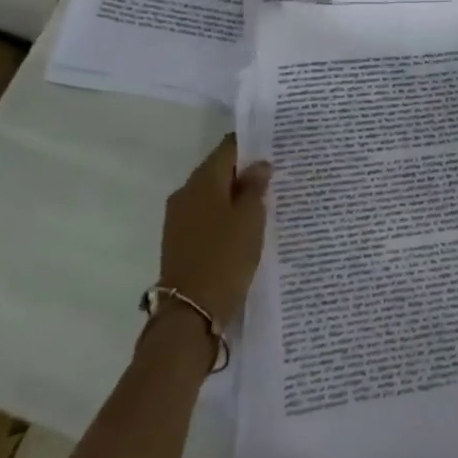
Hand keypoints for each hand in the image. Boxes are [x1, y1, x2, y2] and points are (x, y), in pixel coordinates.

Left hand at [159, 134, 270, 326]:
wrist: (189, 313)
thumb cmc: (225, 257)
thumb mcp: (251, 218)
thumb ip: (255, 187)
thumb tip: (259, 164)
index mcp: (202, 180)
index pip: (229, 148)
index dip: (252, 144)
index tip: (275, 147)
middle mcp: (186, 193)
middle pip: (219, 170)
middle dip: (245, 172)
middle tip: (277, 176)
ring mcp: (179, 218)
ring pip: (213, 195)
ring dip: (236, 195)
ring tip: (266, 202)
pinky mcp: (180, 241)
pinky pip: (207, 216)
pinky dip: (226, 215)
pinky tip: (246, 226)